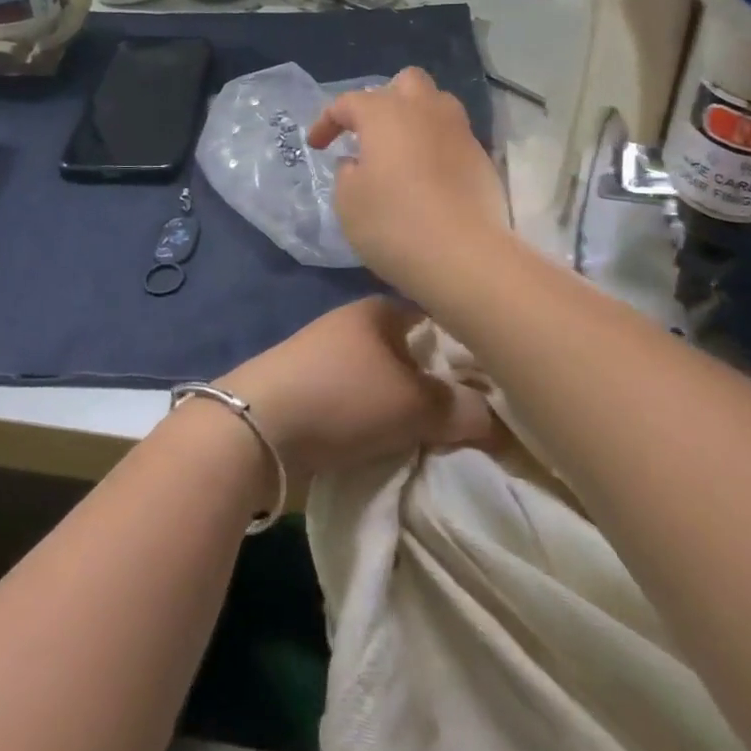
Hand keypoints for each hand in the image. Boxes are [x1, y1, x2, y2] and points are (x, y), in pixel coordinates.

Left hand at [220, 296, 494, 484]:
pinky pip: (362, 401)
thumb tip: (495, 420)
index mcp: (380, 309)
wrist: (255, 428)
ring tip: (439, 436)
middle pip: (412, 352)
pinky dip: (379, 419)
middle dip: (438, 383)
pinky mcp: (311, 388)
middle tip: (473, 416)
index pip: (437, 318)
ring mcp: (329, 356)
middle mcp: (355, 324)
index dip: (467, 348)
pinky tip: (395, 442)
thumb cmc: (343, 398)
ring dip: (407, 405)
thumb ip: (459, 408)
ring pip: (387, 379)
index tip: (495, 381)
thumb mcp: (412, 405)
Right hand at [306, 66, 509, 293]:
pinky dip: (436, 146)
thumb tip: (357, 162)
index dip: (327, 121)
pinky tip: (427, 176)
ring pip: (436, 104)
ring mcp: (459, 132)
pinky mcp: (481, 158)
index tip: (317, 146)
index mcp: (385, 113)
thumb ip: (346, 172)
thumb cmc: (394, 223)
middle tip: (370, 133)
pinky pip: (453, 136)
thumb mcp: (348, 202)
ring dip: (415, 117)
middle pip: (405, 82)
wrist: (464, 256)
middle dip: (384, 99)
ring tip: (400, 150)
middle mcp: (425, 110)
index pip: (348, 102)